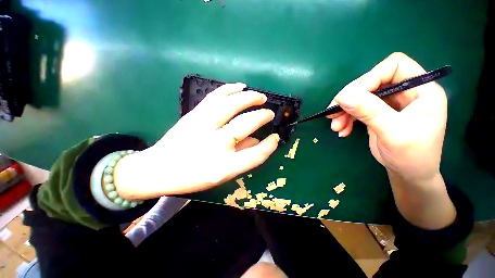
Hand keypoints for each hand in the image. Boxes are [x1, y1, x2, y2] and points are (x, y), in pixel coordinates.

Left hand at [114, 83, 279, 198]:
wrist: (158, 169)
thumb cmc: (192, 177)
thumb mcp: (221, 175)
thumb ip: (242, 157)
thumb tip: (258, 141)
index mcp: (223, 167)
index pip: (256, 155)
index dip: (269, 146)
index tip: (275, 138)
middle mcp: (215, 145)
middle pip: (246, 124)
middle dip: (262, 116)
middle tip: (269, 113)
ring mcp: (202, 127)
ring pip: (231, 105)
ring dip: (249, 98)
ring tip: (260, 96)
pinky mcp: (193, 115)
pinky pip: (215, 97)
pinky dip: (229, 89)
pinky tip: (240, 86)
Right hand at [328, 52, 446, 182]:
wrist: (409, 174)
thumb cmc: (412, 156)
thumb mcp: (393, 133)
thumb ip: (369, 111)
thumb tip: (342, 96)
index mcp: (421, 90)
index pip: (395, 66)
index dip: (371, 77)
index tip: (352, 97)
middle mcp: (406, 91)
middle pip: (372, 81)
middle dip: (351, 99)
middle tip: (333, 114)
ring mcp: (390, 102)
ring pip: (361, 96)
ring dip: (344, 110)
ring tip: (335, 127)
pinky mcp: (378, 112)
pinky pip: (357, 108)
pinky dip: (346, 118)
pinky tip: (342, 130)